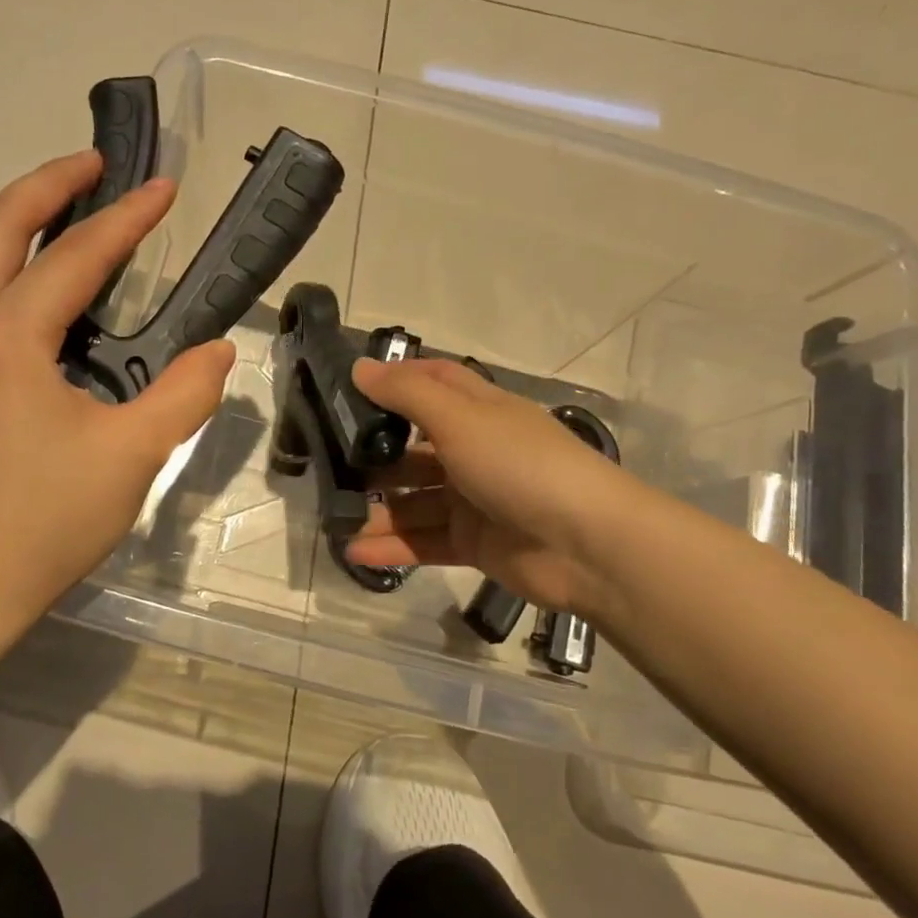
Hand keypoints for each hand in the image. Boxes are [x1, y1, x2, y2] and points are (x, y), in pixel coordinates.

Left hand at [0, 151, 234, 627]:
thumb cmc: (50, 520)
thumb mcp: (135, 455)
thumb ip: (185, 393)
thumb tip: (218, 351)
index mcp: (8, 339)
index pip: (75, 257)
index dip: (125, 218)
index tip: (161, 189)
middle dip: (44, 185)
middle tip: (87, 167)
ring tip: (8, 207)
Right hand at [343, 357, 644, 624]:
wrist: (589, 545)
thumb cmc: (520, 465)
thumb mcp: (460, 418)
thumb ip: (407, 394)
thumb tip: (359, 367)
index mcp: (480, 412)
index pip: (433, 383)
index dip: (395, 382)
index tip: (347, 388)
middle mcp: (476, 451)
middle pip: (415, 449)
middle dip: (375, 457)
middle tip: (328, 466)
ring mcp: (475, 500)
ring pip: (416, 501)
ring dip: (379, 510)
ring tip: (335, 518)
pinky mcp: (475, 543)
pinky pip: (424, 541)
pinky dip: (393, 546)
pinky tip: (355, 550)